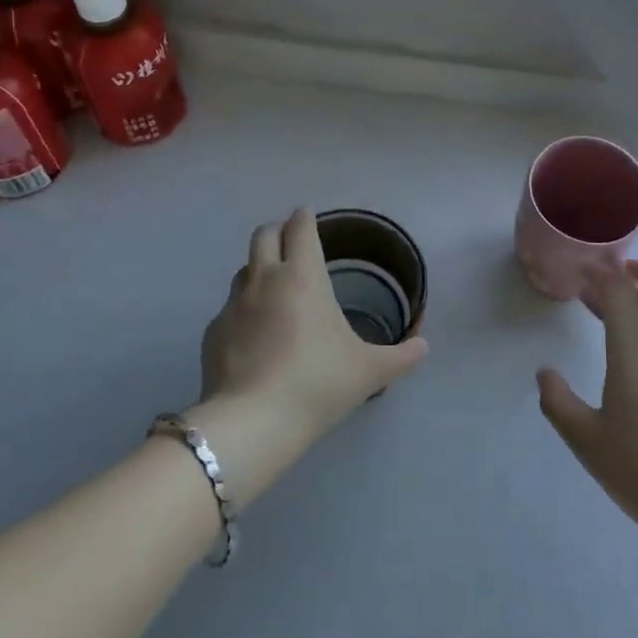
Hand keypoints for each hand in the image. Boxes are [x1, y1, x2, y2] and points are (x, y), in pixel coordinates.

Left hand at [199, 208, 428, 444]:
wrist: (254, 421)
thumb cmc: (318, 383)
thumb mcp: (369, 371)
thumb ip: (401, 356)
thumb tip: (423, 347)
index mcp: (303, 276)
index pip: (301, 228)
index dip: (305, 217)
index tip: (309, 215)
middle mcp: (265, 279)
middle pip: (265, 235)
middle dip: (278, 229)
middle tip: (291, 239)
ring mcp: (234, 305)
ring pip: (244, 269)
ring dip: (259, 267)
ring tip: (274, 286)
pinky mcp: (213, 332)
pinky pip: (230, 308)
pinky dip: (244, 310)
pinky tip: (254, 334)